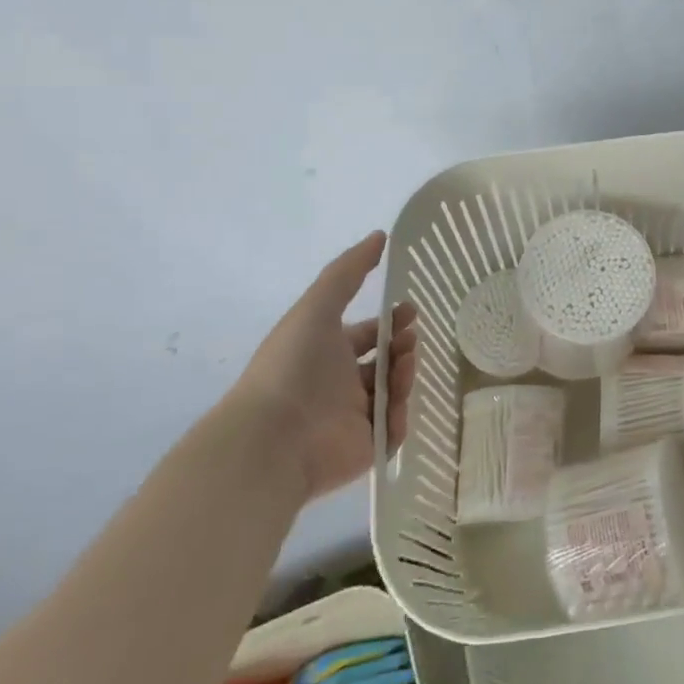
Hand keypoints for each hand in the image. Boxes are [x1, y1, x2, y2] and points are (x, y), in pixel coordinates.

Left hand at [229, 232, 416, 497]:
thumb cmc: (293, 366)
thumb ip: (348, 271)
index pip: (367, 335)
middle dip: (403, 347)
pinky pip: (394, 429)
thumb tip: (380, 235)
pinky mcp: (365, 448)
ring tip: (403, 366)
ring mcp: (353, 418)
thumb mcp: (317, 306)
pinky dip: (399, 415)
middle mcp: (340, 384)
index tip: (411, 311)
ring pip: (394, 391)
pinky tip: (393, 404)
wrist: (273, 439)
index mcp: (327, 352)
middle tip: (410, 341)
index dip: (391, 322)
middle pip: (385, 362)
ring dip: (405, 374)